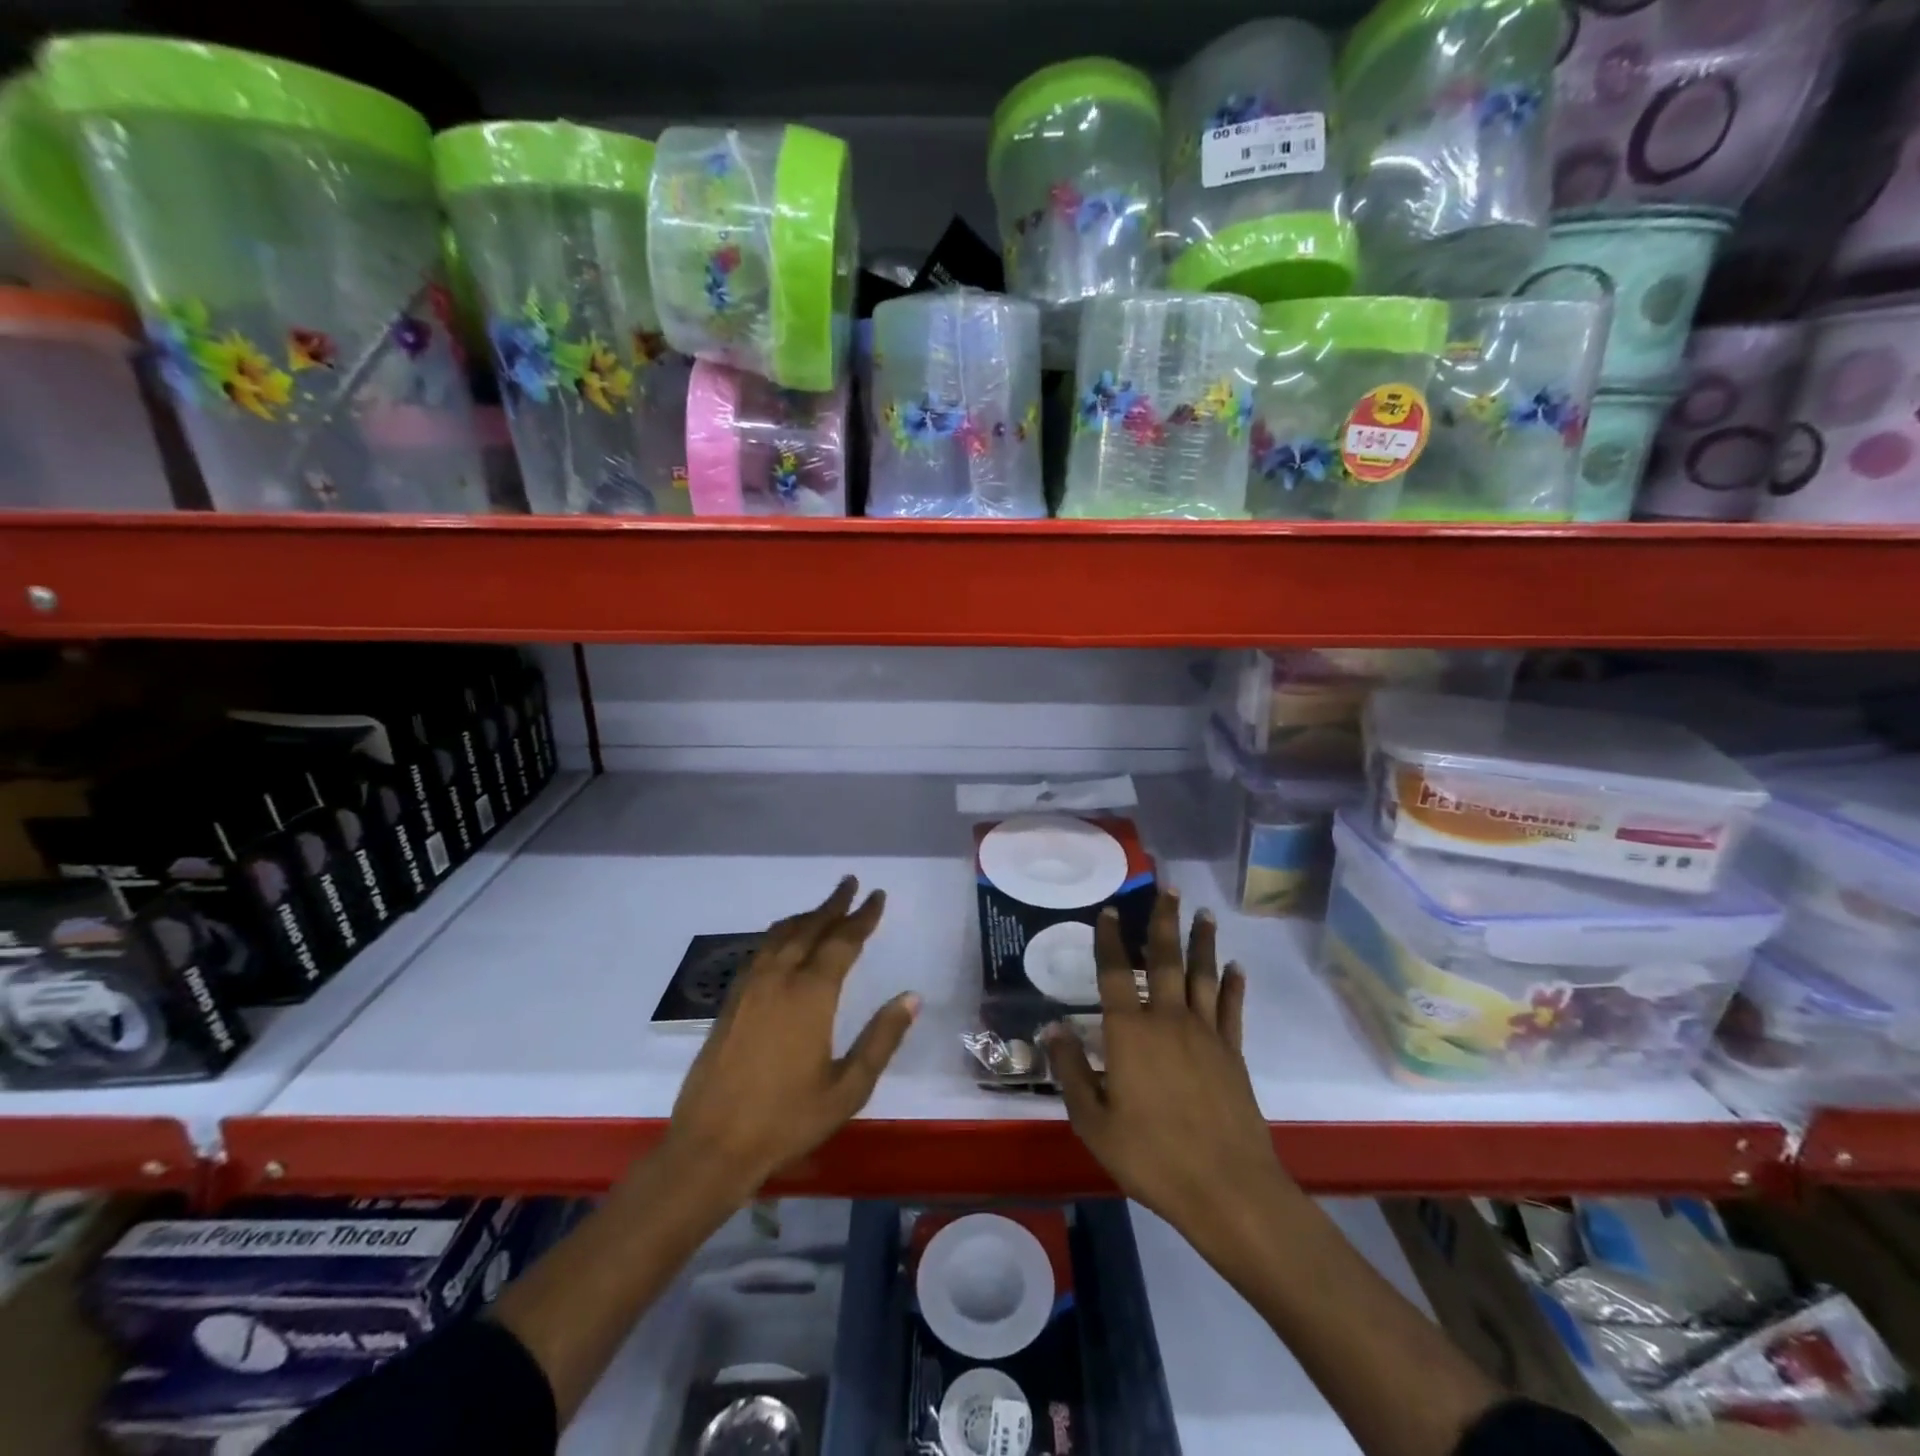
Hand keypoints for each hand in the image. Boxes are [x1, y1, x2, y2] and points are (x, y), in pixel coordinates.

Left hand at [667, 877, 917, 1193]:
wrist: (711, 1146)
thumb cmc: (786, 1120)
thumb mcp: (848, 1088)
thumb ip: (882, 1039)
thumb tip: (912, 997)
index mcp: (811, 995)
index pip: (843, 941)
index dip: (862, 917)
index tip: (877, 895)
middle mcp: (779, 979)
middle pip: (810, 928)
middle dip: (833, 905)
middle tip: (850, 884)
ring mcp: (750, 987)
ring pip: (781, 935)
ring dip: (805, 917)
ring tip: (823, 908)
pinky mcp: (731, 1001)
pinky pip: (761, 951)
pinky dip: (780, 935)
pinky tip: (784, 942)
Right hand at [1044, 892, 1288, 1238]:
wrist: (1227, 1188)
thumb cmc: (1152, 1157)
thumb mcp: (1094, 1122)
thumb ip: (1071, 1071)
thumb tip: (1052, 1028)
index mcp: (1130, 1033)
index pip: (1114, 973)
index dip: (1109, 939)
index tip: (1109, 910)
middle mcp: (1167, 1020)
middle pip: (1164, 959)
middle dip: (1163, 921)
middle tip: (1168, 887)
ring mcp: (1205, 1034)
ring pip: (1202, 974)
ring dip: (1201, 941)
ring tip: (1202, 912)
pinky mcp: (1232, 1053)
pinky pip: (1231, 1008)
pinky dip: (1233, 984)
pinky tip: (1234, 966)